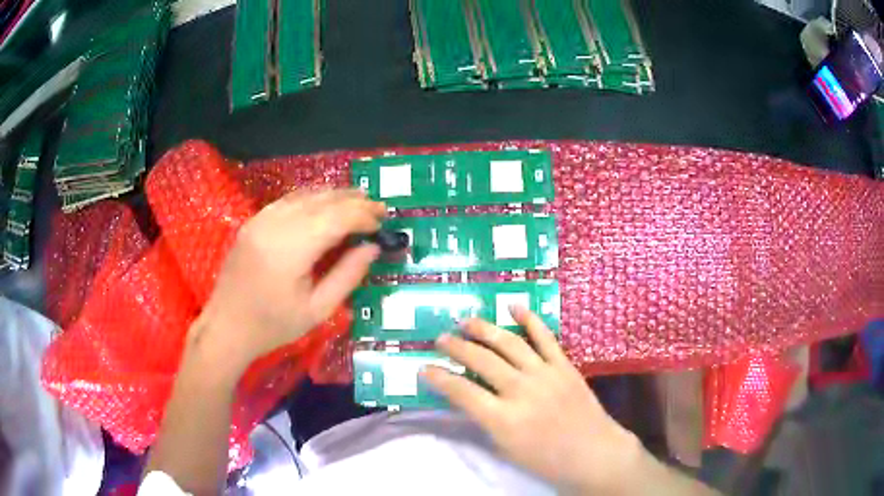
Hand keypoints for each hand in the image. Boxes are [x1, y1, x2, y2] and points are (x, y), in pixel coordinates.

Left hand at [190, 189, 385, 376]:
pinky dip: (313, 199)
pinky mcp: (253, 220)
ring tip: (359, 202)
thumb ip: (347, 276)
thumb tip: (373, 248)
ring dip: (335, 196)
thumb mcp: (317, 311)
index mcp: (290, 249)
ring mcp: (261, 219)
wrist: (226, 326)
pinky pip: (289, 200)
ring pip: (305, 195)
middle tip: (378, 208)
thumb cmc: (273, 326)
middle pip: (322, 200)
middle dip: (354, 201)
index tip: (382, 222)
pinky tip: (326, 205)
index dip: (363, 215)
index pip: (336, 217)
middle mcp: (274, 224)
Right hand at [422, 307, 643, 494]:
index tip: (424, 368)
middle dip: (456, 347)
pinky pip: (544, 337)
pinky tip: (514, 306)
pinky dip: (529, 319)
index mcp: (503, 419)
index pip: (461, 392)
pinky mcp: (564, 365)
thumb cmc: (547, 460)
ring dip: (484, 329)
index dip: (439, 378)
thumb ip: (485, 420)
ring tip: (466, 320)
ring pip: (508, 343)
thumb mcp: (507, 448)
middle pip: (481, 360)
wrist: (593, 452)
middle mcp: (521, 391)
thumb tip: (467, 396)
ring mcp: (545, 374)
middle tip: (441, 339)